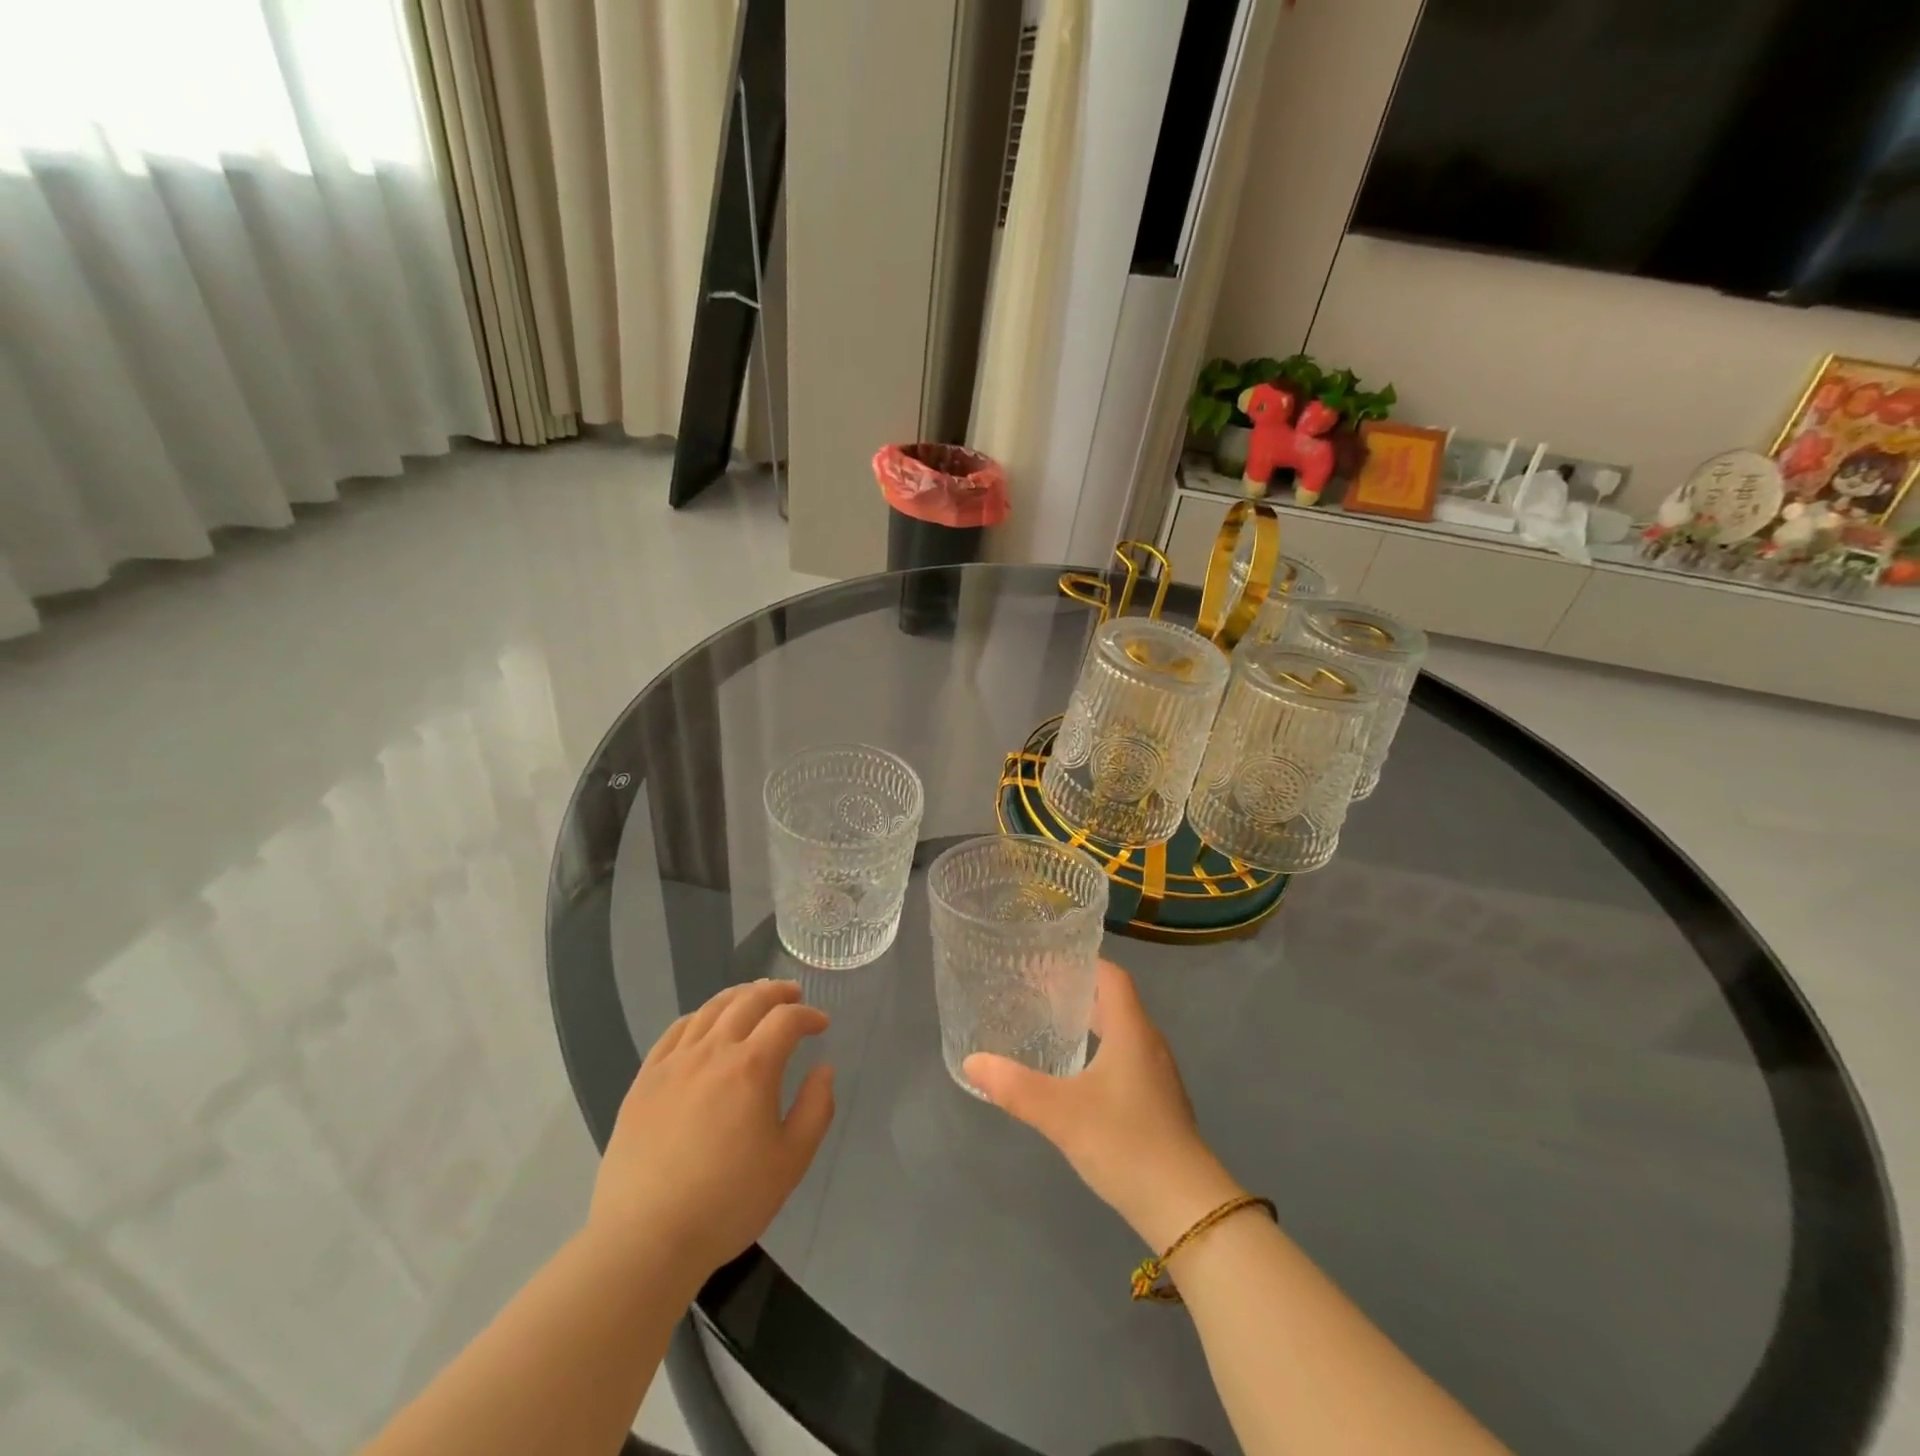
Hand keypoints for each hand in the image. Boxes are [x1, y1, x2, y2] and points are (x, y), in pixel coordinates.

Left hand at [587, 980, 834, 1282]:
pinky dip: (699, 1017)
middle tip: (792, 994)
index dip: (808, 1015)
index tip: (821, 1025)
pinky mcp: (645, 1081)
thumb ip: (815, 1109)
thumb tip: (824, 1070)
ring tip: (753, 997)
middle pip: (748, 1001)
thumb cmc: (727, 1203)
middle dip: (776, 992)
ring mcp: (674, 1063)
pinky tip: (705, 1024)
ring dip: (738, 996)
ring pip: (710, 1009)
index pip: (786, 1019)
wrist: (645, 1239)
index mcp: (751, 1068)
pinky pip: (675, 1031)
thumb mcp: (790, 1162)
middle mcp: (713, 1052)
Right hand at [964, 961, 1244, 1249]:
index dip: (1083, 962)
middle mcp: (1148, 1043)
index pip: (1112, 976)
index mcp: (1131, 1031)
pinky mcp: (1158, 1103)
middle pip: (1114, 1002)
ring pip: (1121, 1032)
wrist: (1185, 1207)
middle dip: (1078, 993)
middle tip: (1037, 991)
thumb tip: (972, 1062)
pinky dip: (1100, 1051)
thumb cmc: (1125, 1143)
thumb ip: (1014, 1086)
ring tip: (1051, 1026)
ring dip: (1090, 1022)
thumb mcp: (1061, 1113)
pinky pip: (1126, 1058)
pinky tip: (1076, 1074)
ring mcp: (1157, 1075)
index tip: (1047, 960)